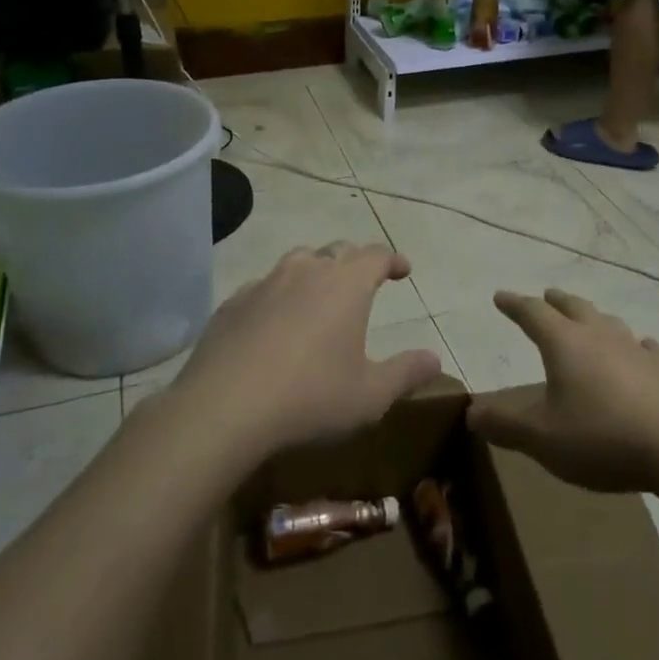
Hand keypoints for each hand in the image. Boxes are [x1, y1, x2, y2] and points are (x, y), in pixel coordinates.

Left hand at [174, 243, 441, 457]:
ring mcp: (264, 283)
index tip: (403, 270)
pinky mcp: (232, 304)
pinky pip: (263, 287)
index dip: (392, 259)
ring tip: (319, 295)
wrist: (223, 408)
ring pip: (297, 262)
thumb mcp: (370, 395)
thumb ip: (406, 373)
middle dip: (355, 261)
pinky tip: (274, 323)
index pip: (375, 255)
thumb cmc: (310, 398)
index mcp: (346, 284)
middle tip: (364, 281)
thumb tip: (435, 359)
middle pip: (337, 251)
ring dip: (315, 271)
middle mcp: (306, 271)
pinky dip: (278, 296)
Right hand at [466, 289, 658, 493]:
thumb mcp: (541, 438)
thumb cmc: (601, 437)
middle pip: (574, 307)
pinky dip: (637, 346)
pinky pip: (647, 349)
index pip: (532, 313)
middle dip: (556, 301)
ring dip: (594, 317)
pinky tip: (643, 349)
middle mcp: (599, 336)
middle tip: (546, 295)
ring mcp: (636, 350)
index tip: (500, 297)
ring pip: (609, 322)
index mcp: (564, 343)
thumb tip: (471, 412)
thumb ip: (504, 424)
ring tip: (589, 319)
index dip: (514, 304)